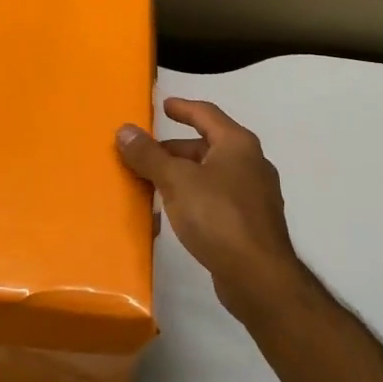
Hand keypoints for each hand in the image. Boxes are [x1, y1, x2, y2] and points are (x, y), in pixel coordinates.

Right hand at [117, 98, 303, 321]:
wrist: (258, 276)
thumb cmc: (218, 216)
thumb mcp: (176, 181)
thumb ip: (149, 155)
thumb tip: (125, 130)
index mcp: (237, 144)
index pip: (206, 114)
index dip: (183, 108)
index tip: (164, 106)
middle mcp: (251, 164)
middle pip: (207, 146)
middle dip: (174, 149)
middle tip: (144, 154)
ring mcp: (254, 195)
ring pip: (210, 175)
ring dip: (181, 176)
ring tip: (151, 184)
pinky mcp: (250, 223)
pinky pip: (215, 200)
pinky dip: (192, 198)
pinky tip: (172, 214)